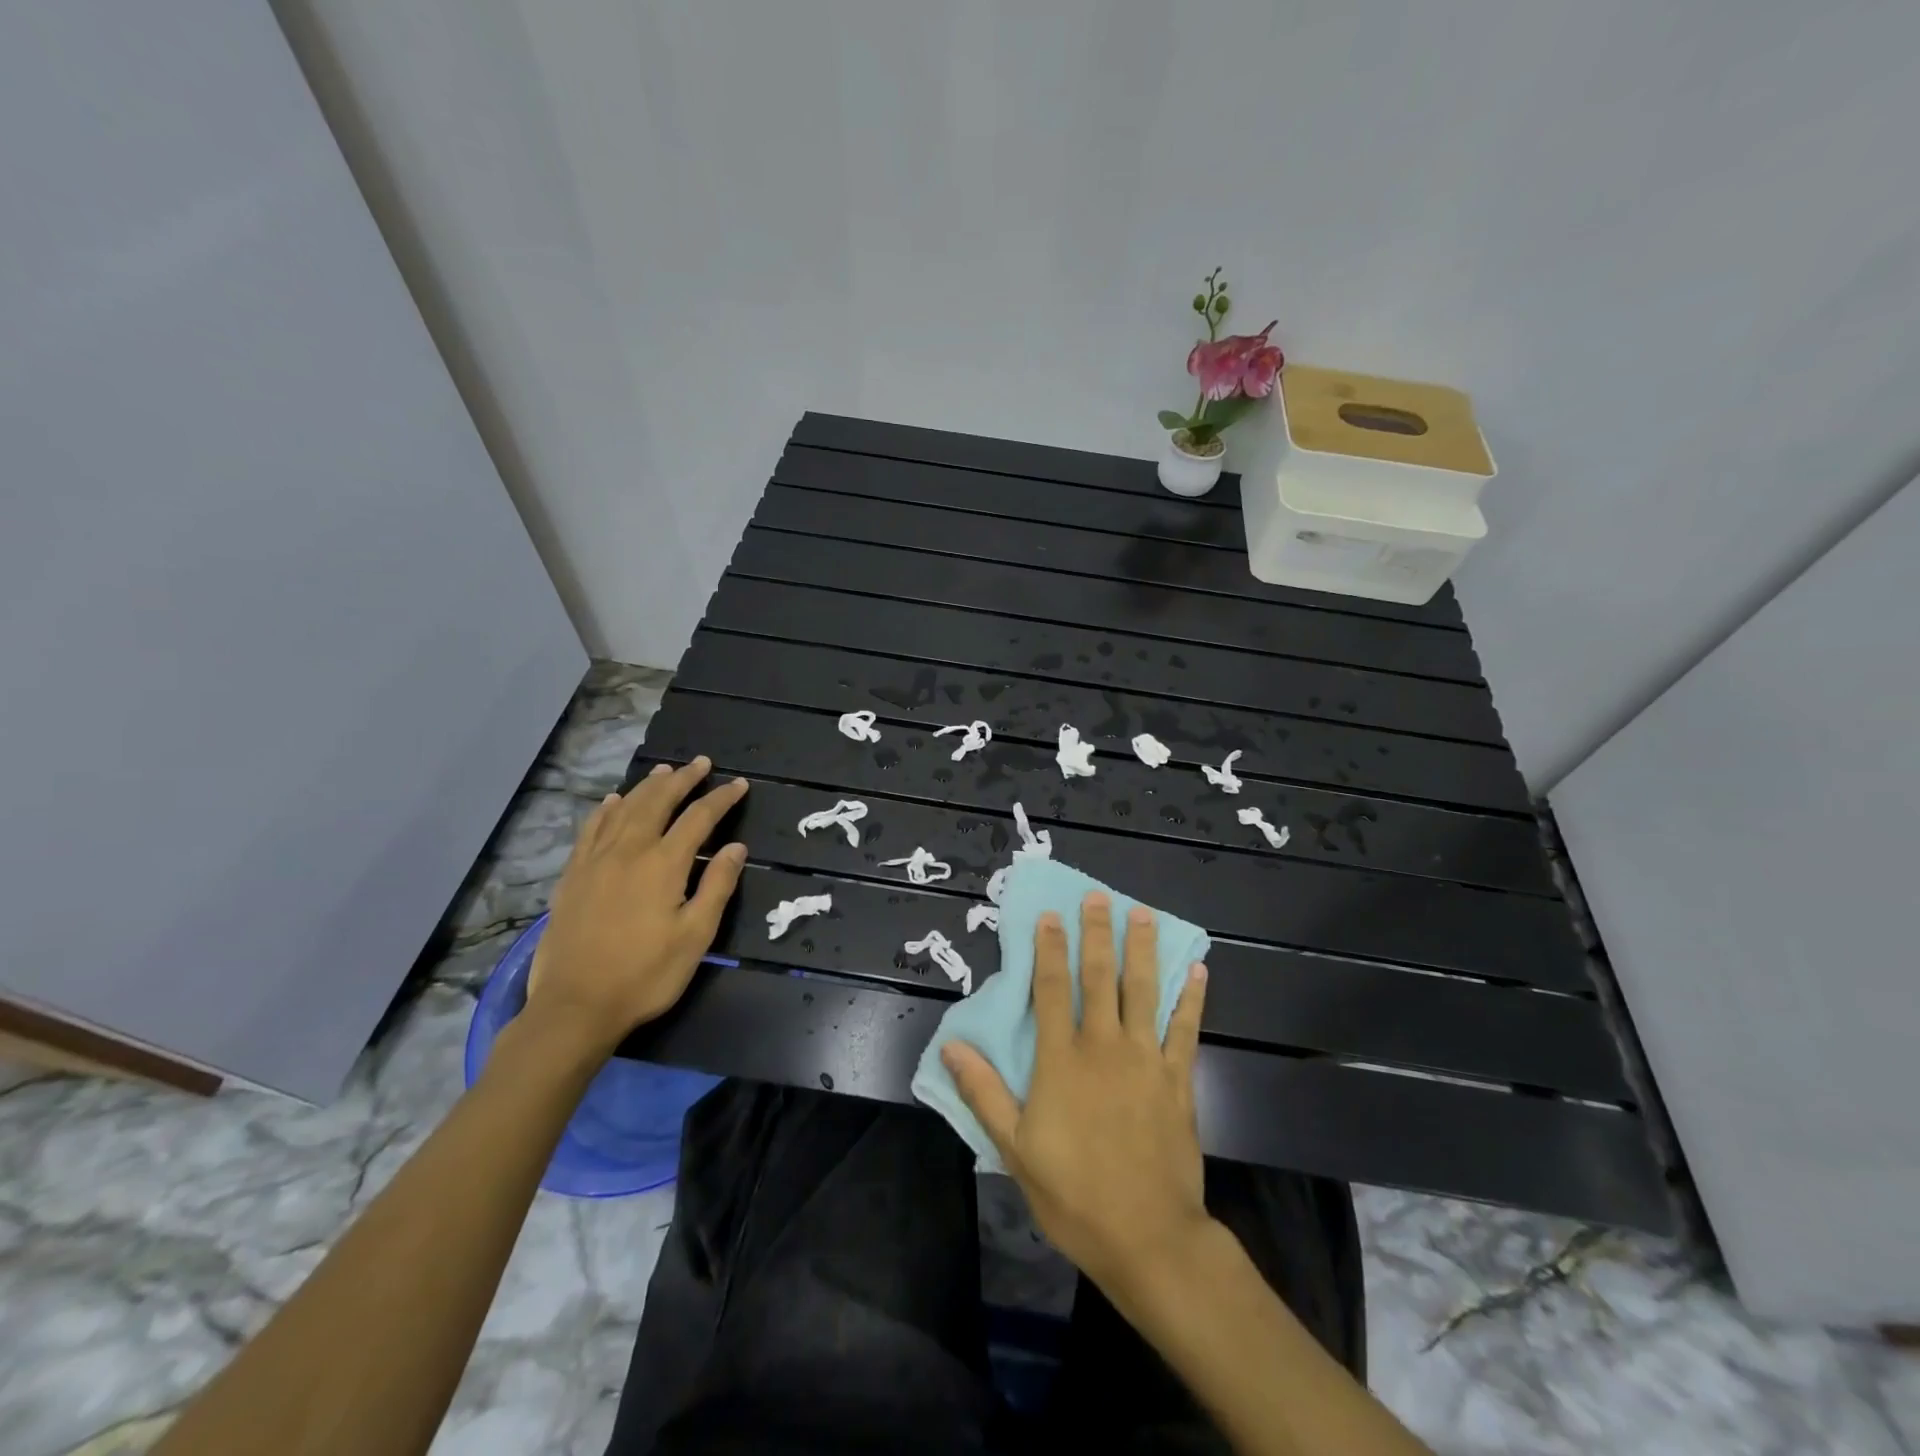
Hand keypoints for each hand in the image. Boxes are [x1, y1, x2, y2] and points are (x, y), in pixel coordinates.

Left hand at [525, 757, 748, 1056]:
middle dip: (682, 779)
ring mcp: (596, 861)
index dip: (721, 798)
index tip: (738, 785)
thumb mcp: (695, 936)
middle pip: (658, 802)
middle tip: (701, 763)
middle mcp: (629, 851)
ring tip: (663, 771)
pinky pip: (591, 829)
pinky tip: (612, 802)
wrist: (575, 1006)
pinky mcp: (573, 876)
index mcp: (663, 864)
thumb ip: (717, 886)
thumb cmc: (645, 974)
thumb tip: (736, 847)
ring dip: (647, 787)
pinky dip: (606, 810)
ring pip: (624, 809)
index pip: (699, 818)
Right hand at [943, 893, 1210, 1294]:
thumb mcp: (1015, 1148)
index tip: (1050, 916)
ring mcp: (1146, 1060)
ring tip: (1143, 913)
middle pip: (1099, 978)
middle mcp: (1104, 1047)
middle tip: (1099, 896)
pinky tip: (1197, 972)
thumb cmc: (1073, 1194)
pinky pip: (1186, 1030)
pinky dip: (1191, 1000)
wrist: (1148, 1237)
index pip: (1052, 990)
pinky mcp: (1177, 1080)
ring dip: (1143, 950)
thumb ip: (984, 1092)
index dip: (1049, 949)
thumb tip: (951, 1046)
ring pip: (1143, 992)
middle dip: (1097, 933)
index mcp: (1062, 1060)